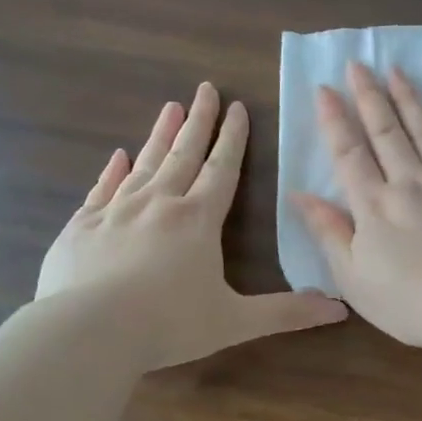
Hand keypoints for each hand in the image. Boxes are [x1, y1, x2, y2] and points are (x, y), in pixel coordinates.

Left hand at [38, 82, 346, 369]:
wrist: (87, 331)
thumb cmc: (168, 324)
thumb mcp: (235, 322)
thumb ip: (287, 313)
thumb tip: (340, 309)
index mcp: (198, 220)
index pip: (222, 169)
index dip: (233, 138)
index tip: (237, 107)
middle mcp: (159, 204)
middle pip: (183, 153)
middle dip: (199, 121)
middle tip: (205, 88)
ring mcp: (116, 211)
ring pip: (144, 163)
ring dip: (159, 135)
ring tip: (170, 107)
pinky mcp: (82, 226)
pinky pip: (102, 189)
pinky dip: (112, 170)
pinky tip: (117, 156)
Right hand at [290, 62, 421, 347]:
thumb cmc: (412, 304)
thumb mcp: (354, 279)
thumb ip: (329, 233)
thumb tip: (300, 195)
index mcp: (376, 207)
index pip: (349, 154)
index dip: (335, 121)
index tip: (325, 89)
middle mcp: (412, 183)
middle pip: (386, 132)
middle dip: (369, 96)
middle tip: (358, 63)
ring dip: (409, 98)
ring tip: (396, 70)